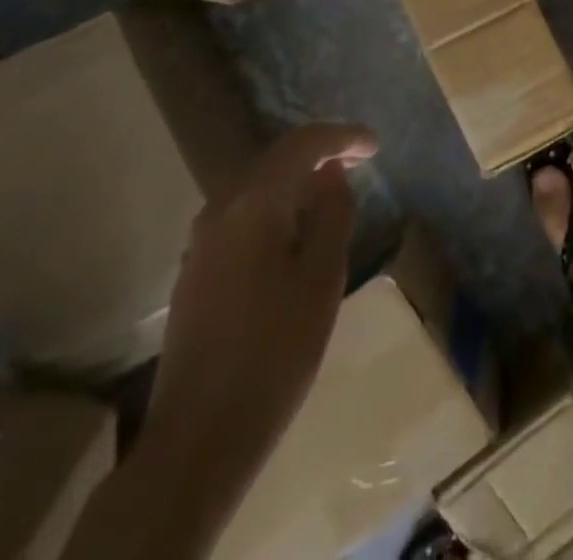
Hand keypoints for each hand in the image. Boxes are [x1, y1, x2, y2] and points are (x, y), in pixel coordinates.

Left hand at [137, 121, 377, 494]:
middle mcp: (221, 209)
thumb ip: (332, 213)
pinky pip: (243, 212)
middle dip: (320, 151)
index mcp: (254, 203)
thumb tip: (332, 172)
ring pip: (257, 184)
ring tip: (335, 187)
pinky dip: (276, 203)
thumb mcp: (322, 277)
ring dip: (297, 177)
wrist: (200, 436)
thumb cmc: (276, 351)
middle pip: (276, 158)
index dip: (343, 136)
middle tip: (361, 158)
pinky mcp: (196, 268)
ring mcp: (202, 240)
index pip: (303, 145)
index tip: (376, 144)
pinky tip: (297, 225)